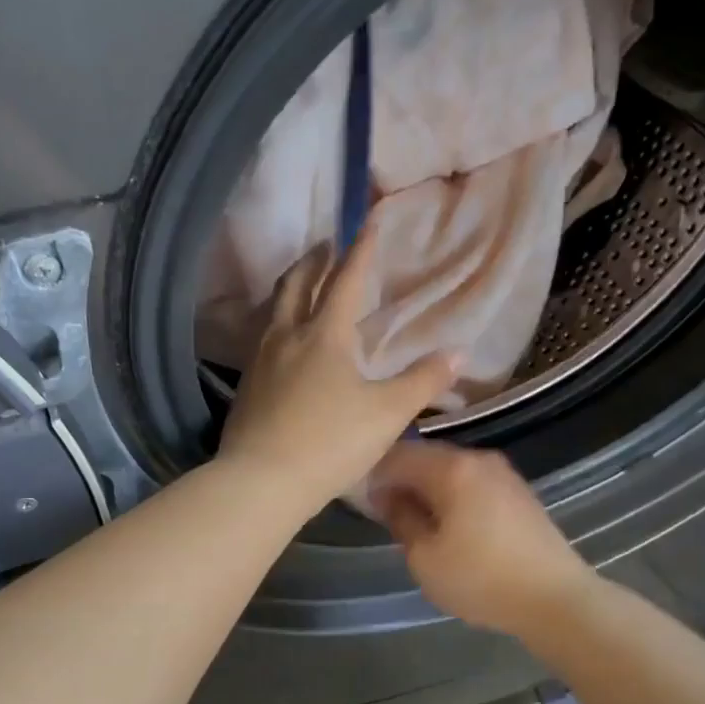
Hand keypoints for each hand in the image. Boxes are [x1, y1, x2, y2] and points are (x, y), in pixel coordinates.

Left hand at [218, 220, 456, 515]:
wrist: (261, 481)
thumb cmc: (331, 443)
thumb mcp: (387, 414)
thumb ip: (423, 381)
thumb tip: (459, 353)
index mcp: (324, 335)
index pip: (345, 280)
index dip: (360, 250)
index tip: (368, 222)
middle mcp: (287, 337)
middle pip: (296, 284)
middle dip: (314, 261)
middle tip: (327, 247)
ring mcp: (260, 361)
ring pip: (274, 311)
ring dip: (291, 289)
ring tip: (303, 287)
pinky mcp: (246, 386)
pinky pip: (263, 340)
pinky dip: (278, 324)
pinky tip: (284, 344)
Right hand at [369, 441, 599, 636]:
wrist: (557, 599)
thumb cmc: (482, 579)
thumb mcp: (425, 558)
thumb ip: (400, 519)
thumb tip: (386, 497)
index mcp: (452, 468)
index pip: (397, 454)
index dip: (373, 474)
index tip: (362, 500)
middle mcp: (478, 458)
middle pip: (425, 457)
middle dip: (400, 479)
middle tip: (383, 511)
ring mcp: (502, 473)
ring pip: (449, 469)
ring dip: (426, 487)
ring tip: (414, 520)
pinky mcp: (517, 491)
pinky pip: (471, 481)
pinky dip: (451, 494)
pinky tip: (447, 523)